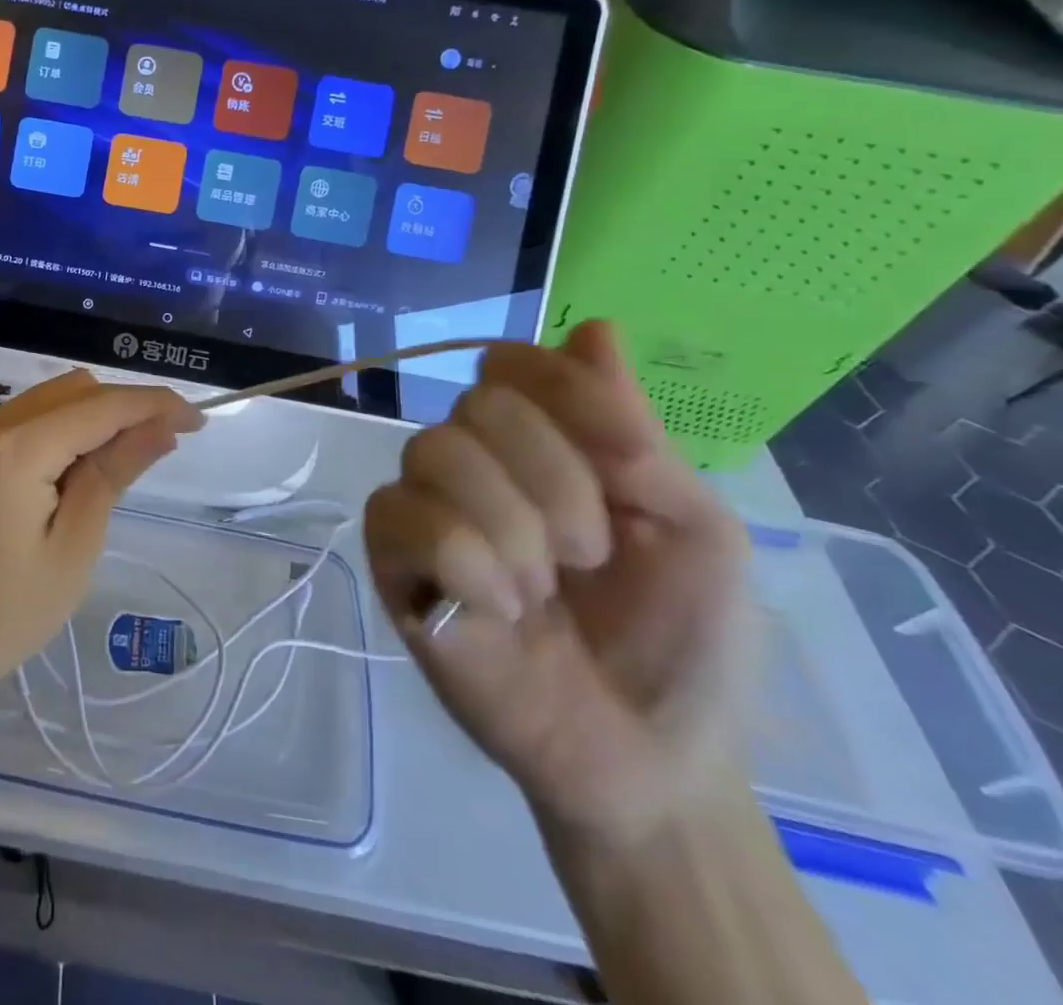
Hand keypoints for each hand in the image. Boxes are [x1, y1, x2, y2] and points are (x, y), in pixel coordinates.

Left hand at [0, 370, 202, 711]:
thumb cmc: (4, 612)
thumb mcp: (74, 545)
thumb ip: (115, 472)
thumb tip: (162, 426)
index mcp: (17, 446)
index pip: (102, 405)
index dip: (155, 405)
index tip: (201, 420)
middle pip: (78, 389)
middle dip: (127, 407)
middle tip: (167, 445)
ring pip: (56, 398)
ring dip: (98, 416)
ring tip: (131, 459)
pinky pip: (33, 418)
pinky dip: (68, 428)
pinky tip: (85, 465)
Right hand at [365, 321, 756, 845]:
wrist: (648, 757)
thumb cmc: (684, 639)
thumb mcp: (693, 527)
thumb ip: (633, 432)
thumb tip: (595, 327)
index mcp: (543, 444)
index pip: (511, 363)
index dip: (563, 394)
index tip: (628, 463)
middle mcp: (476, 462)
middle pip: (476, 404)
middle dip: (553, 479)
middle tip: (589, 555)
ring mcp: (426, 509)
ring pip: (433, 451)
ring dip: (510, 525)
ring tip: (541, 592)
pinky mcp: (393, 562)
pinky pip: (401, 516)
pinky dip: (463, 558)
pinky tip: (497, 607)